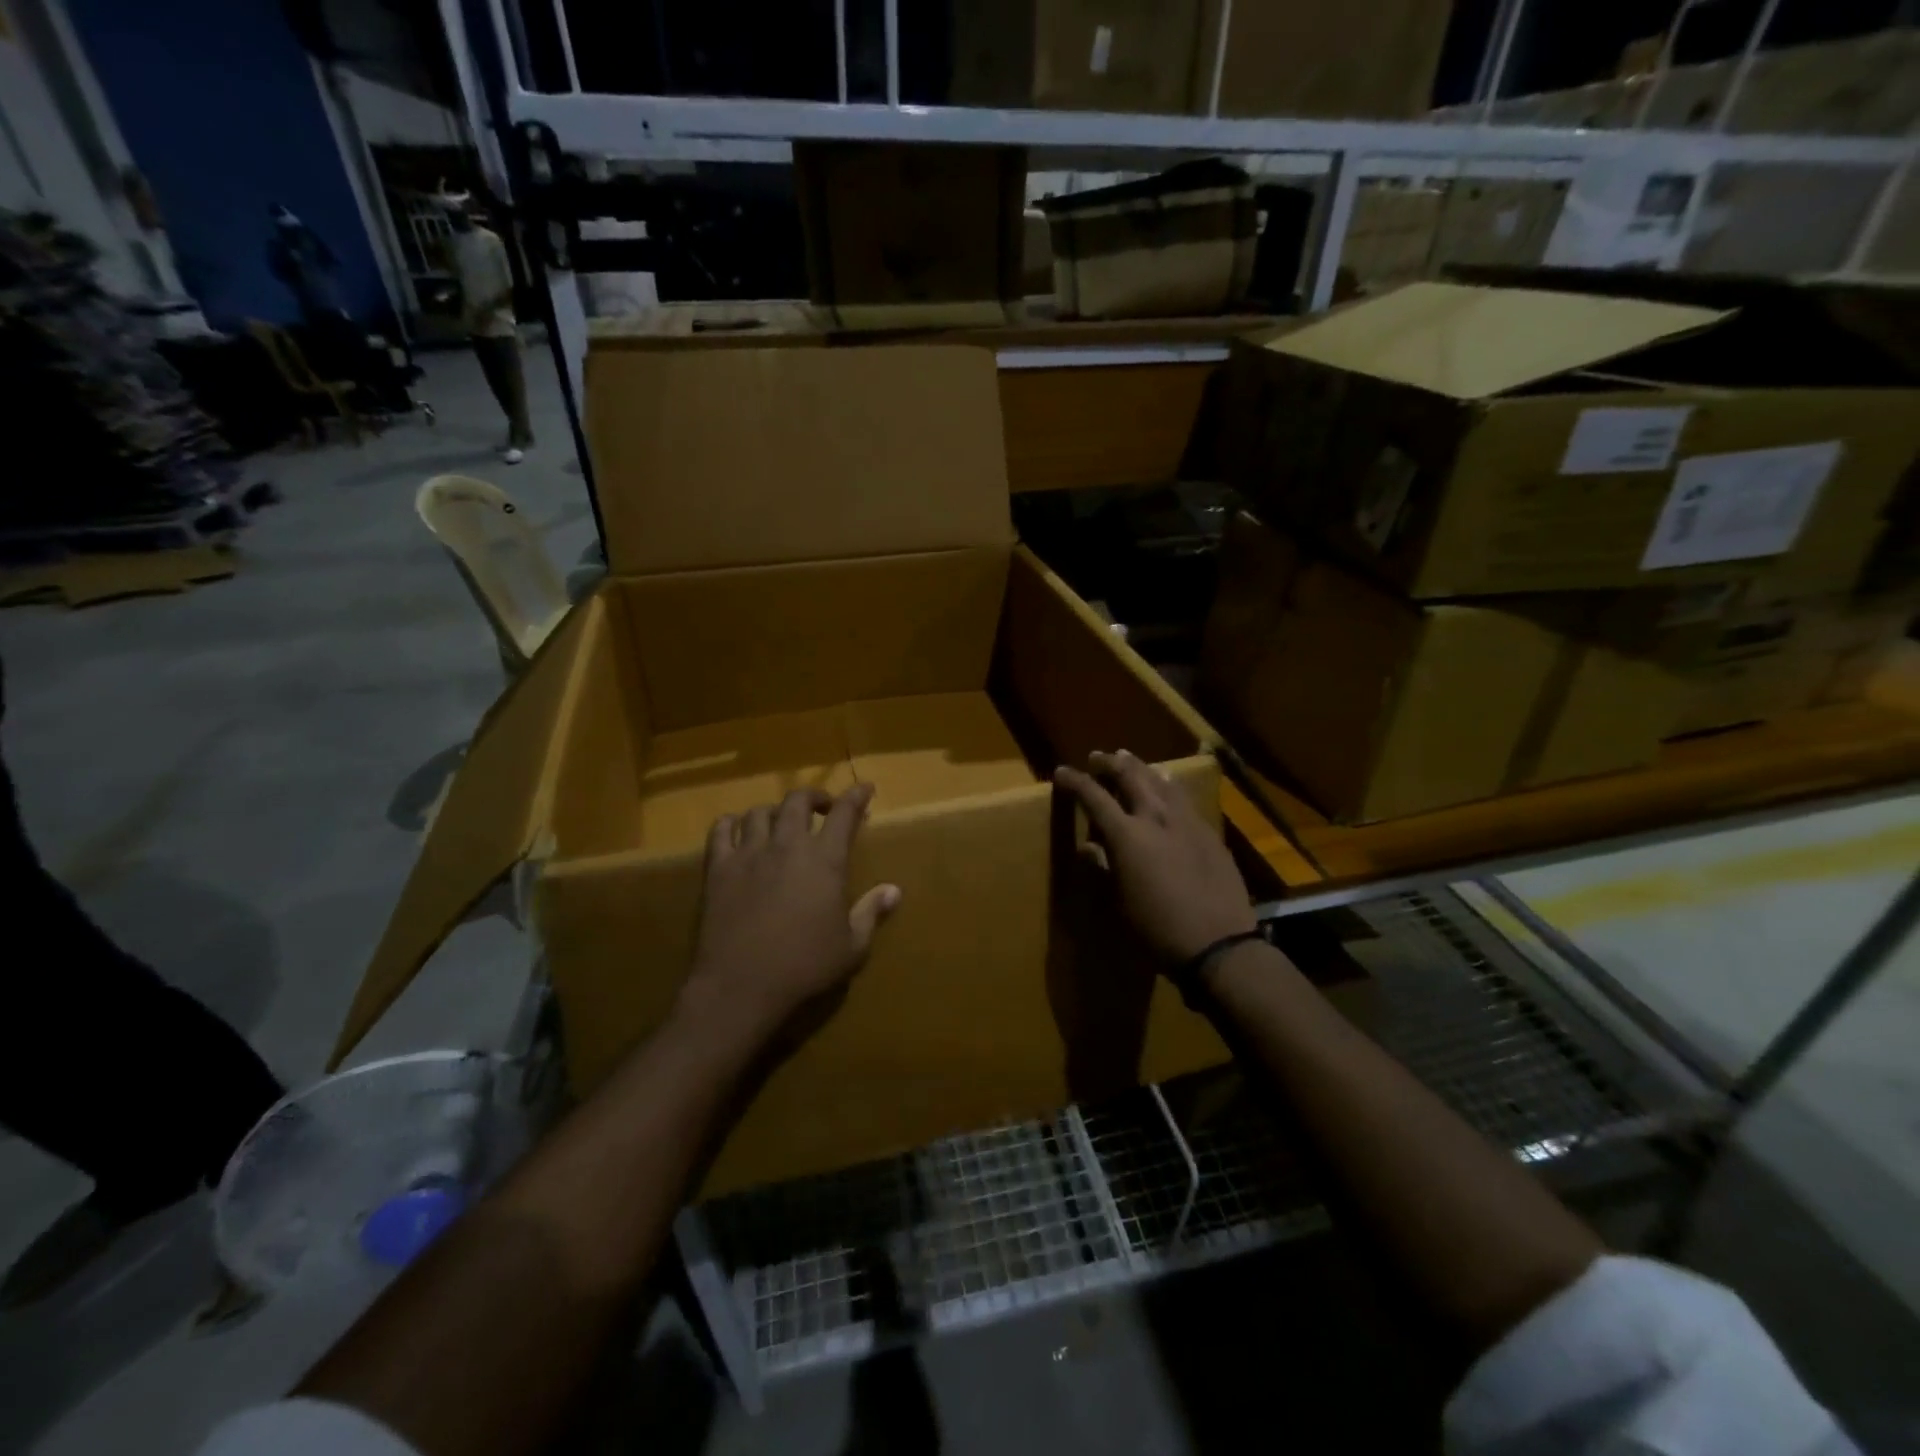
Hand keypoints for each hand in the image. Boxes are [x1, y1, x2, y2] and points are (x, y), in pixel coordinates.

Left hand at [680, 784, 900, 1050]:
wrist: (741, 986)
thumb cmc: (804, 967)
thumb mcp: (851, 947)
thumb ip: (871, 913)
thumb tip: (893, 891)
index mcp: (825, 860)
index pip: (844, 814)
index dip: (856, 796)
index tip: (865, 788)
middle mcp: (788, 845)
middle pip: (798, 801)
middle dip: (814, 797)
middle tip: (822, 809)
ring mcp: (749, 853)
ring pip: (759, 812)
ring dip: (774, 811)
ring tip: (780, 823)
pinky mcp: (718, 869)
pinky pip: (721, 830)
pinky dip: (731, 823)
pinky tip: (737, 830)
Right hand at [1054, 750, 1255, 964]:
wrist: (1218, 943)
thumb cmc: (1157, 929)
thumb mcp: (1119, 902)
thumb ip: (1102, 867)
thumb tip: (1087, 848)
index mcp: (1127, 835)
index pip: (1094, 797)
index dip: (1075, 782)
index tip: (1062, 772)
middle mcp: (1156, 818)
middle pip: (1130, 776)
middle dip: (1110, 763)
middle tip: (1097, 758)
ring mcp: (1187, 821)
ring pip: (1161, 780)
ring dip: (1141, 768)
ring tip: (1129, 760)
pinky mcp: (1209, 832)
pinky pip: (1183, 798)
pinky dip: (1167, 785)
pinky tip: (1167, 787)